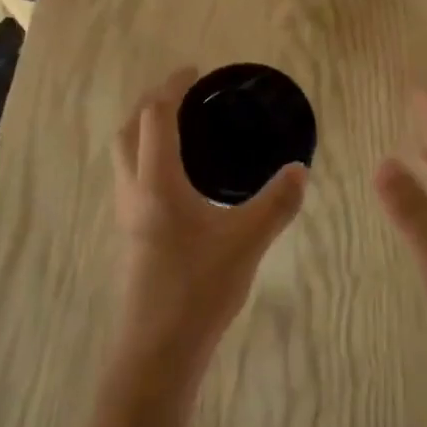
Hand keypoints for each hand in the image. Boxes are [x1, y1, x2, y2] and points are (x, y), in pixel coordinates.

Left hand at [113, 70, 307, 361]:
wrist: (157, 354)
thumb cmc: (198, 290)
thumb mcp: (246, 241)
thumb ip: (277, 203)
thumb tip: (301, 169)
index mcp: (157, 182)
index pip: (155, 116)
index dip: (173, 87)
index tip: (196, 72)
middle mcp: (134, 190)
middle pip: (129, 130)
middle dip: (152, 103)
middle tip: (185, 94)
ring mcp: (127, 215)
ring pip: (124, 155)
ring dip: (144, 129)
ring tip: (181, 127)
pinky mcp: (130, 234)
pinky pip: (131, 176)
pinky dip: (146, 156)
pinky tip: (178, 176)